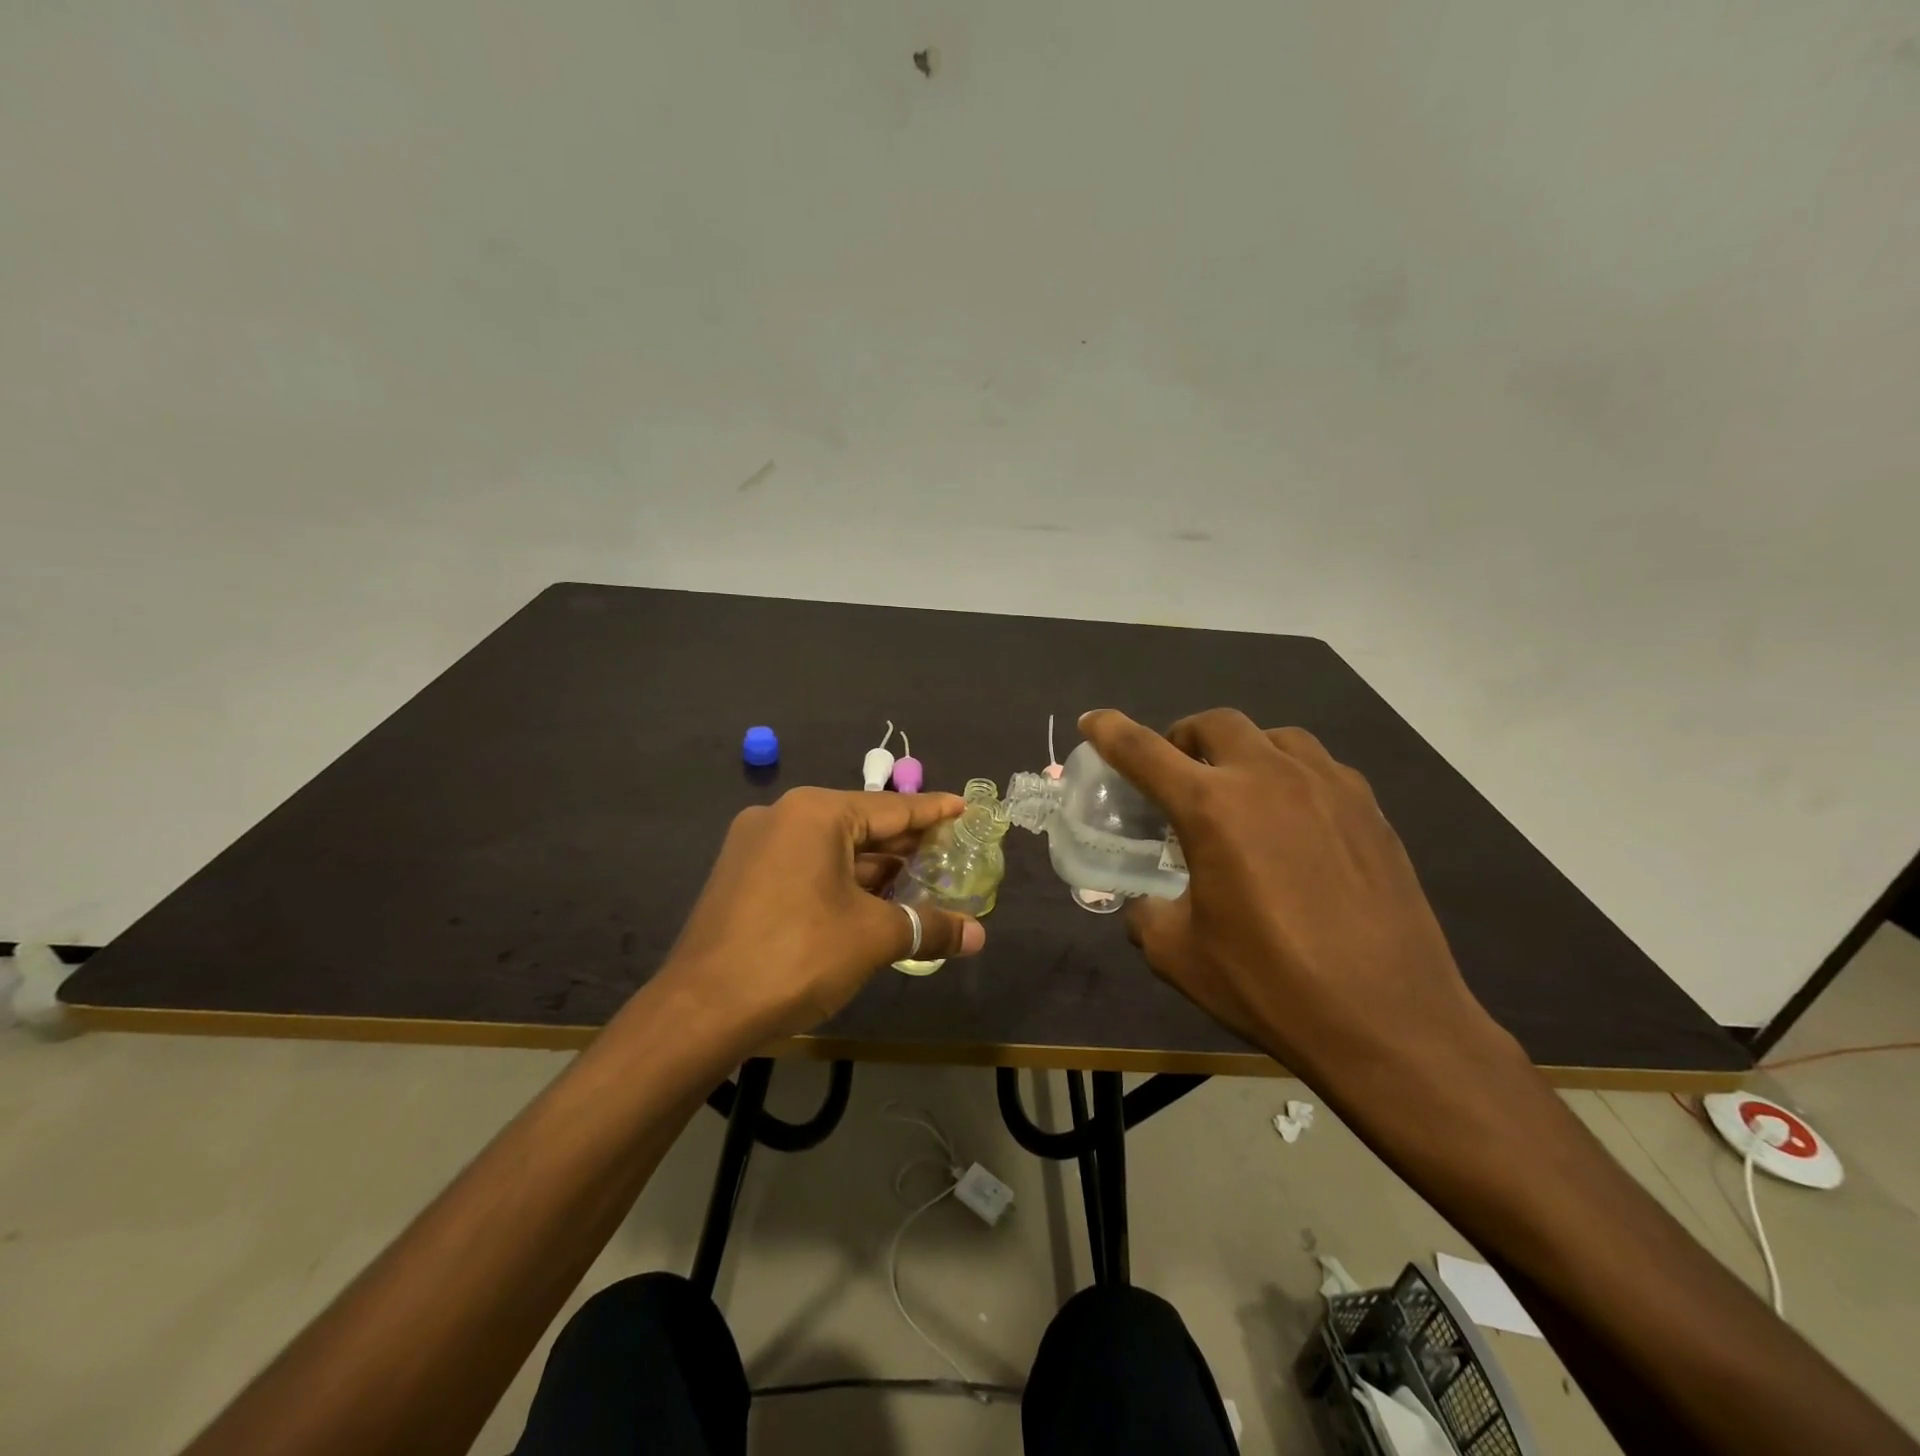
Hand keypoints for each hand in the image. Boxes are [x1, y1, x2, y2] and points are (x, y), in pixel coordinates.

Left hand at [654, 788, 987, 1041]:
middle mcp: (783, 816)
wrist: (701, 1011)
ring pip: (831, 848)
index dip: (932, 812)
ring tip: (917, 879)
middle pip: (860, 825)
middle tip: (948, 850)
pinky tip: (869, 900)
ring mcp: (756, 846)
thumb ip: (928, 927)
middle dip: (904, 843)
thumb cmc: (797, 956)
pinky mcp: (742, 877)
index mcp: (816, 813)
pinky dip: (840, 880)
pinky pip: (805, 866)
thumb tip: (979, 936)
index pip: (891, 807)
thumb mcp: (873, 938)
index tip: (962, 807)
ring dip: (873, 867)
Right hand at [1079, 708, 1502, 1084]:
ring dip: (1242, 750)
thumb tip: (1148, 902)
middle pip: (1215, 724)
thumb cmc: (1270, 984)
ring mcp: (1327, 787)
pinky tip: (1293, 820)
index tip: (1093, 720)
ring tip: (1239, 790)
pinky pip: (1319, 767)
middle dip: (1184, 737)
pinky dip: (1289, 775)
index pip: (1144, 751)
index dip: (1110, 731)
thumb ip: (1147, 913)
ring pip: (1274, 736)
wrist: (1389, 1021)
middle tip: (1177, 773)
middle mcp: (1268, 778)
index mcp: (1212, 807)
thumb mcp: (1178, 955)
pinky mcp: (1370, 809)